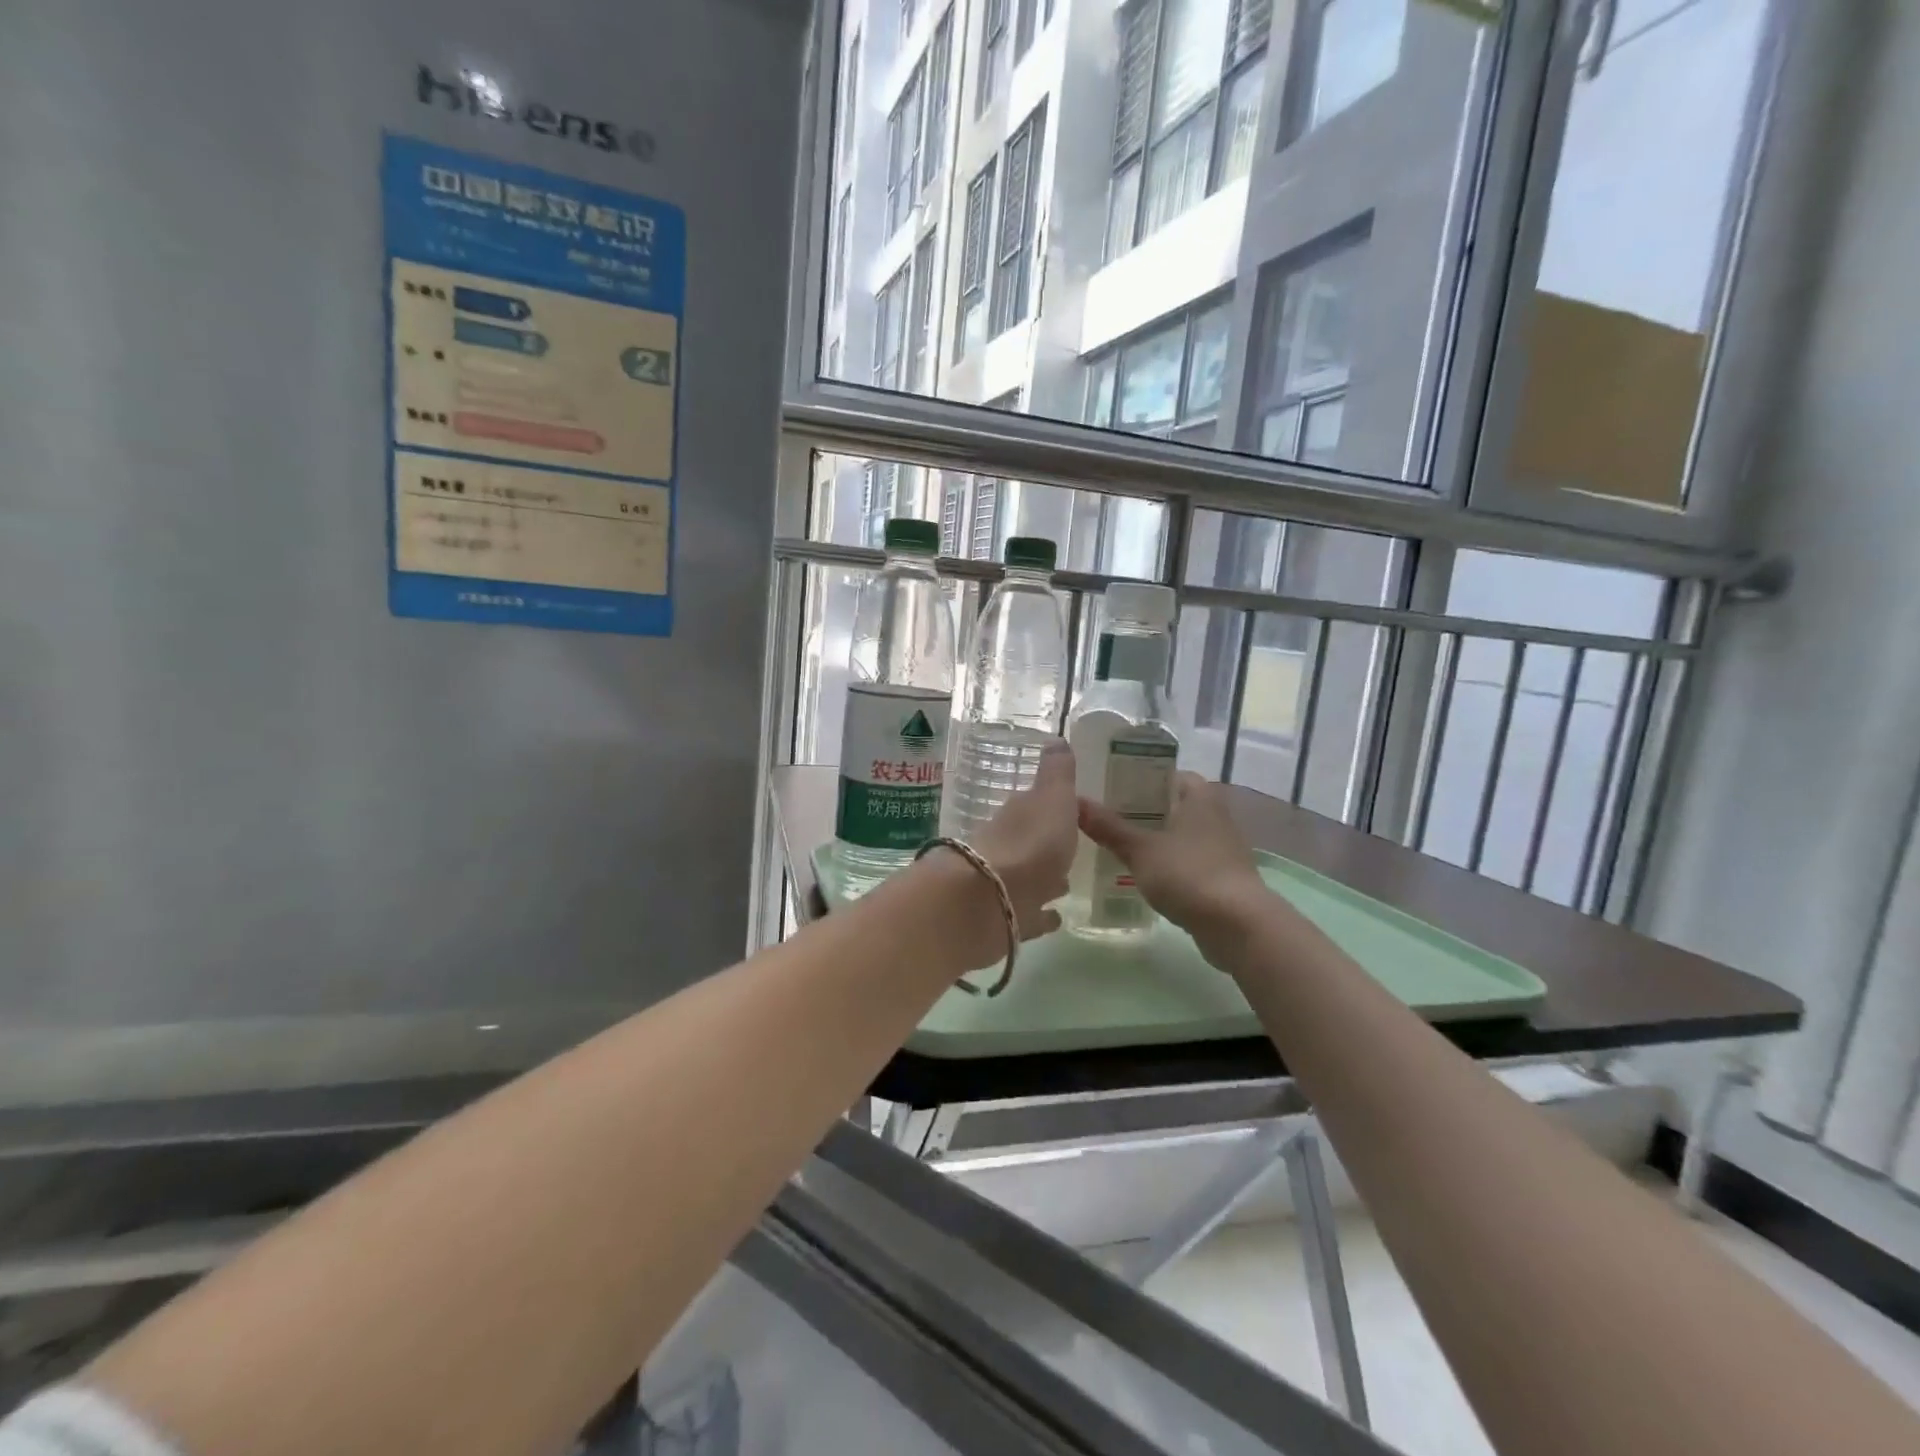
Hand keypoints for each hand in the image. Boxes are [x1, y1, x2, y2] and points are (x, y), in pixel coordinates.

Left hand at [966, 739, 1078, 941]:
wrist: (988, 900)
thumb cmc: (1030, 842)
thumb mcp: (1052, 798)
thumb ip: (1057, 773)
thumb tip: (1057, 737)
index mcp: (1019, 816)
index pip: (1035, 806)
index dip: (1053, 807)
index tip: (1072, 812)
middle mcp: (1008, 847)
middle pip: (1030, 842)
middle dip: (1048, 846)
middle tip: (1070, 851)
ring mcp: (1005, 885)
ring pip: (1030, 879)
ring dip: (1046, 880)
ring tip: (1066, 884)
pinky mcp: (1007, 920)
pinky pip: (1029, 916)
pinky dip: (1040, 916)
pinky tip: (1055, 920)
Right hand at [1078, 772, 1269, 938]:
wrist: (1237, 924)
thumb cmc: (1188, 873)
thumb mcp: (1139, 849)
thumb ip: (1108, 827)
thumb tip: (1074, 801)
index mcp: (1199, 796)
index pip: (1166, 774)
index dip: (1139, 778)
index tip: (1110, 788)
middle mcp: (1215, 814)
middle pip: (1172, 804)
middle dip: (1142, 811)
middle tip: (1105, 817)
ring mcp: (1222, 847)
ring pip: (1180, 834)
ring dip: (1155, 839)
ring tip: (1117, 845)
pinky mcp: (1223, 876)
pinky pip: (1188, 860)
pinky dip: (1168, 864)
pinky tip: (1143, 875)